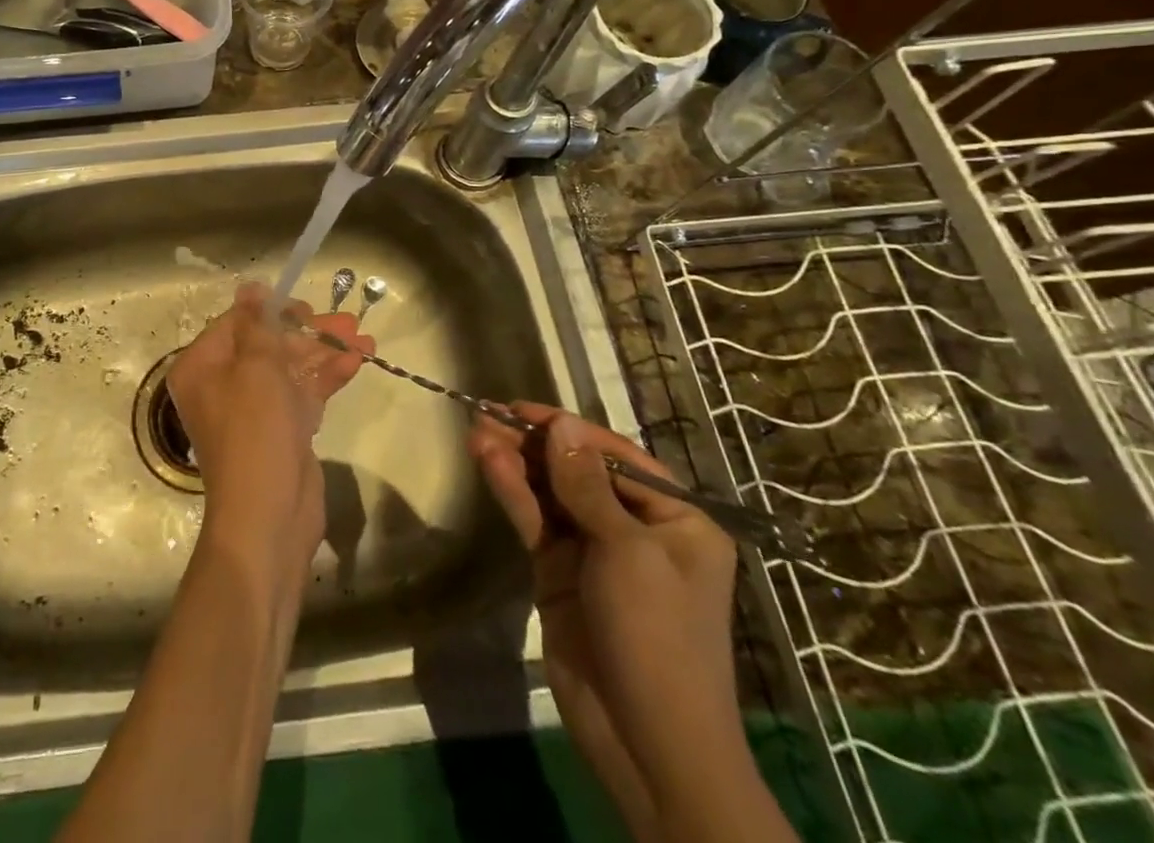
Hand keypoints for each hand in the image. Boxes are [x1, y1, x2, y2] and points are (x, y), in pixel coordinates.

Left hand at [168, 284, 368, 577]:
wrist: (268, 518)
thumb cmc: (254, 433)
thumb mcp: (256, 369)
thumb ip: (258, 325)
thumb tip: (250, 287)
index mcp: (202, 367)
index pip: (235, 324)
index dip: (271, 311)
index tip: (304, 306)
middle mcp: (223, 384)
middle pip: (267, 345)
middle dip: (308, 333)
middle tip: (346, 321)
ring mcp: (254, 410)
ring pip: (289, 368)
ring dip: (325, 352)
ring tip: (365, 337)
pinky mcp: (282, 430)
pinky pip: (302, 394)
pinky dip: (327, 378)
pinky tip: (358, 362)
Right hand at [468, 403, 740, 802]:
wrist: (647, 744)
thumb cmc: (657, 637)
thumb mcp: (628, 553)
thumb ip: (586, 485)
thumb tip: (562, 426)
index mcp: (677, 519)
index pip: (616, 458)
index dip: (570, 431)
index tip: (523, 409)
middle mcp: (636, 528)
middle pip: (577, 471)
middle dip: (535, 444)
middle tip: (488, 416)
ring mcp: (594, 551)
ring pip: (550, 492)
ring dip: (515, 462)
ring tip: (476, 431)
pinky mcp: (559, 571)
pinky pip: (535, 520)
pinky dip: (512, 491)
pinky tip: (487, 463)